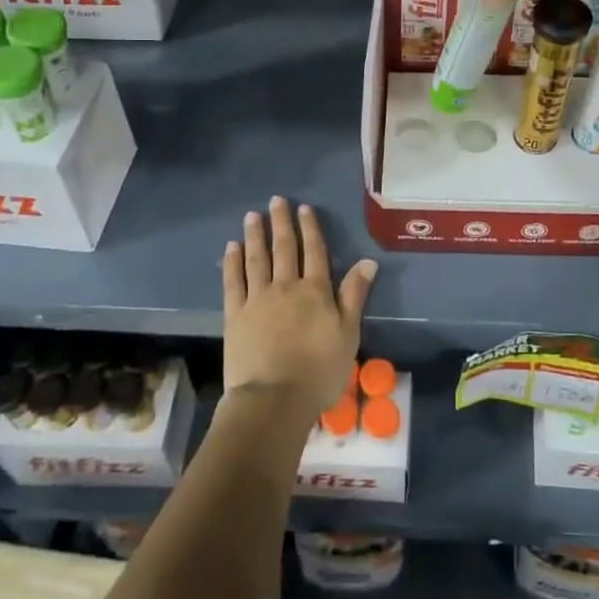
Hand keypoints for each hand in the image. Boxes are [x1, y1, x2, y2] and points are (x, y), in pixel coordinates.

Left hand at [222, 197, 375, 427]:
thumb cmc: (319, 371)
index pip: (314, 252)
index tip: (303, 209)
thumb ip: (354, 295)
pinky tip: (231, 247)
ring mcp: (258, 299)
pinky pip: (233, 281)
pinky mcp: (235, 315)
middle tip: (276, 200)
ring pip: (257, 259)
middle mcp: (286, 286)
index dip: (310, 228)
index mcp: (316, 291)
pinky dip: (232, 262)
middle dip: (281, 223)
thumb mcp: (348, 334)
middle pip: (284, 249)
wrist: (274, 398)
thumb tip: (367, 261)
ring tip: (253, 215)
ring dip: (255, 235)